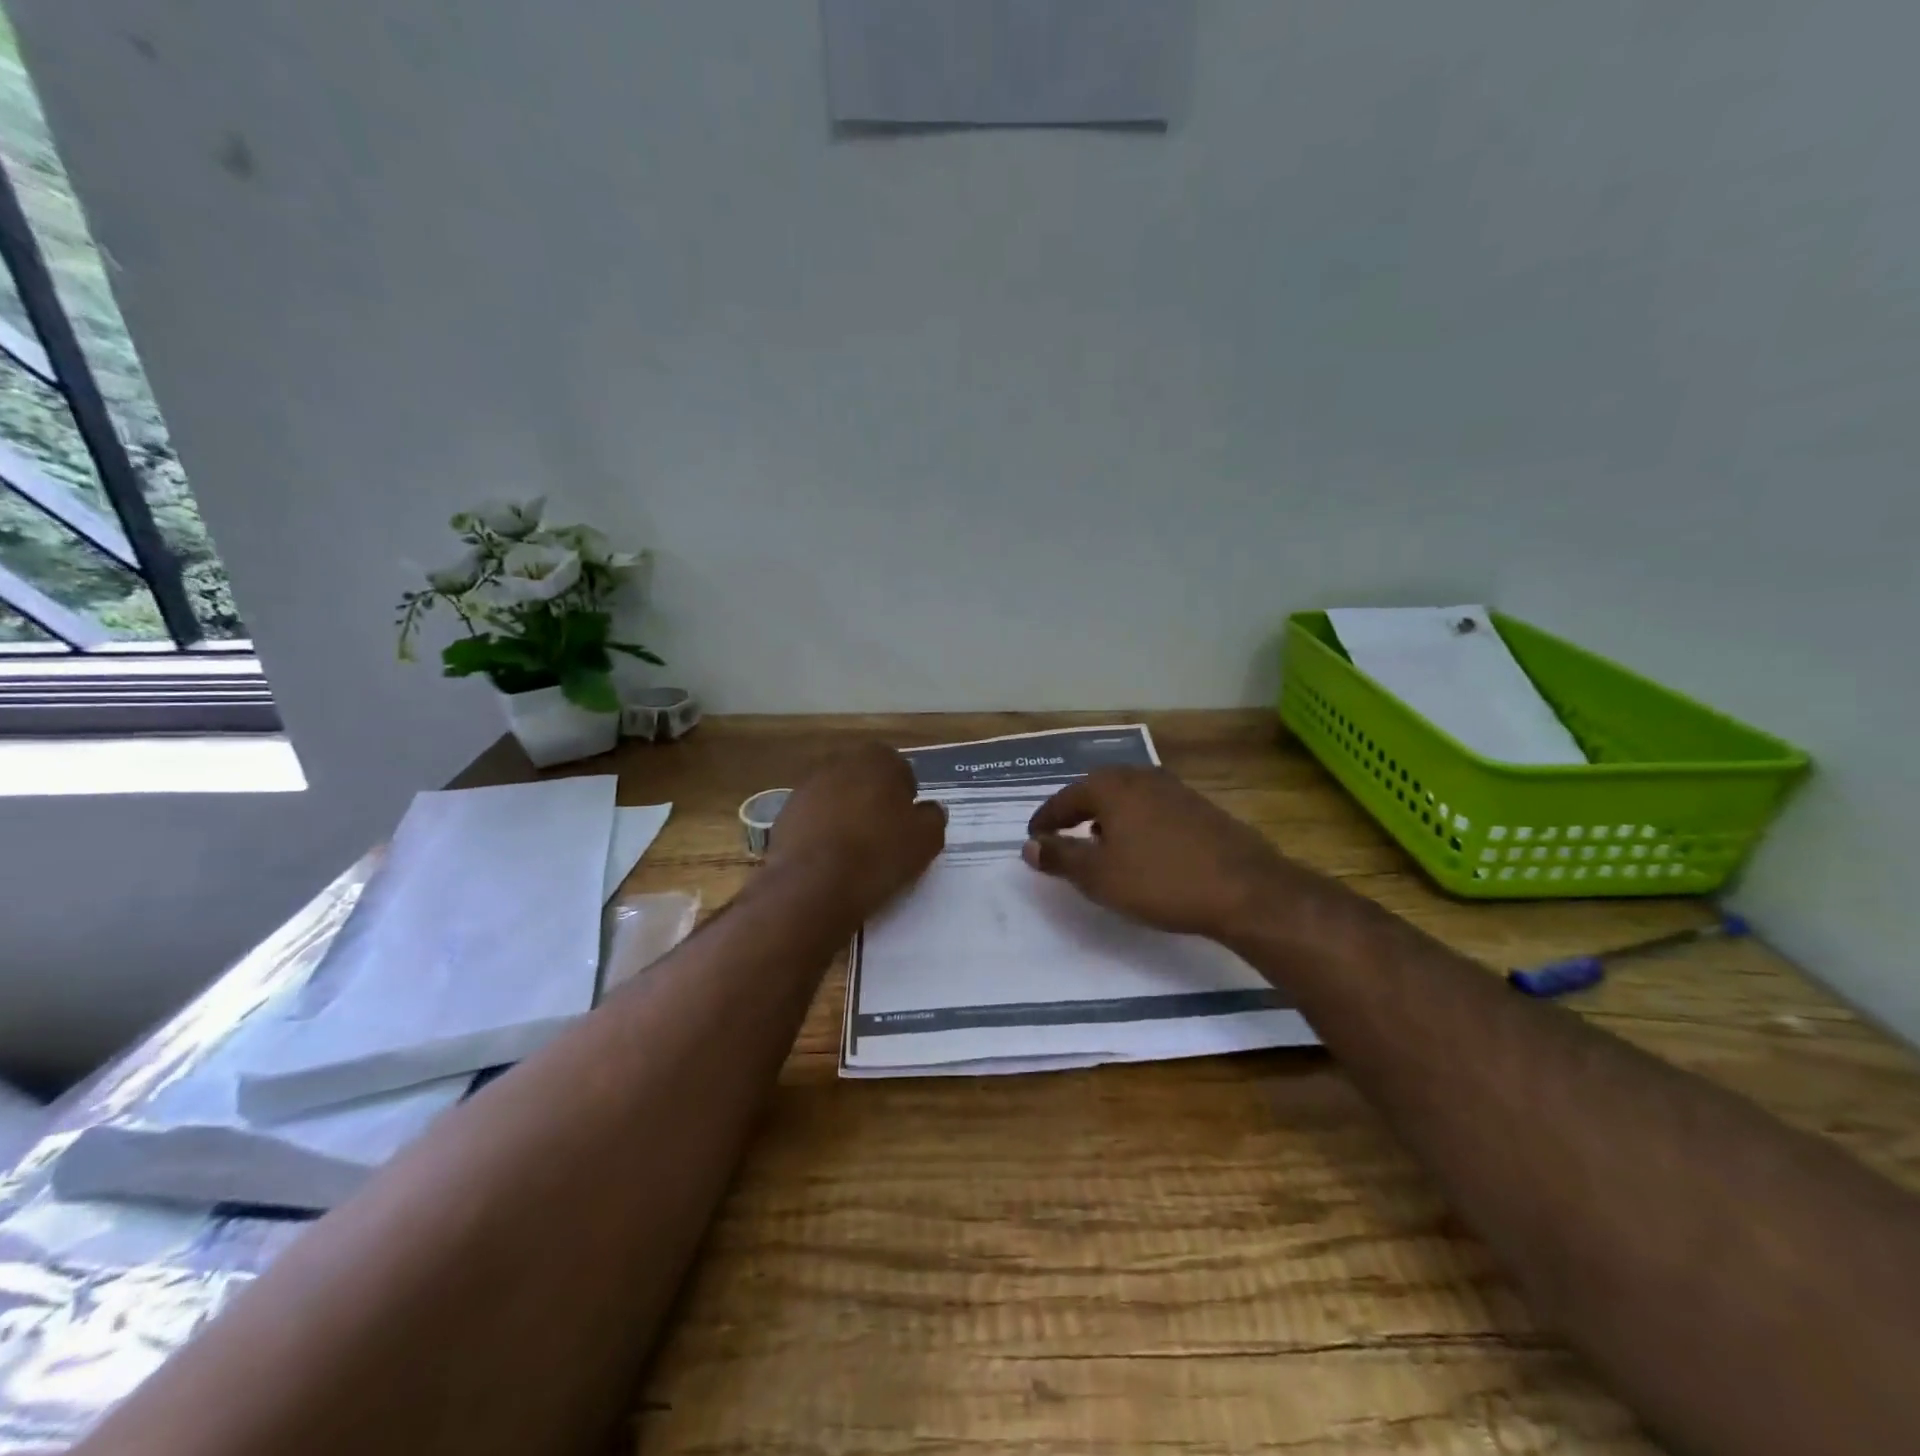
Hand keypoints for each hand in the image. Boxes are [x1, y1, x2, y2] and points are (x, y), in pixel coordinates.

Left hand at [767, 742, 945, 919]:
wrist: (814, 885)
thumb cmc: (879, 854)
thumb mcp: (926, 840)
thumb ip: (933, 817)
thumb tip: (929, 809)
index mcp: (877, 758)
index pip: (899, 769)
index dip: (905, 796)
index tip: (906, 824)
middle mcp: (840, 762)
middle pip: (864, 779)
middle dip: (873, 800)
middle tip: (883, 835)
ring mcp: (807, 786)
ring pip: (836, 797)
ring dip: (845, 815)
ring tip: (854, 851)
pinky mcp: (784, 813)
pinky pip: (813, 818)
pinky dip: (822, 832)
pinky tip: (829, 860)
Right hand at [1023, 766, 1298, 939]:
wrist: (1245, 889)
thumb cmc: (1160, 881)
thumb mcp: (1099, 876)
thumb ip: (1060, 857)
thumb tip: (1030, 846)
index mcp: (1112, 787)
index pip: (1065, 798)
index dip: (1046, 819)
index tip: (1033, 837)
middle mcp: (1141, 777)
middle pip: (1097, 789)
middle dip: (1076, 811)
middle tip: (1061, 832)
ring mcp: (1175, 789)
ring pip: (1127, 797)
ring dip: (1107, 816)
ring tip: (1098, 841)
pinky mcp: (1200, 807)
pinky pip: (1152, 808)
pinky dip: (1135, 822)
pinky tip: (1141, 847)